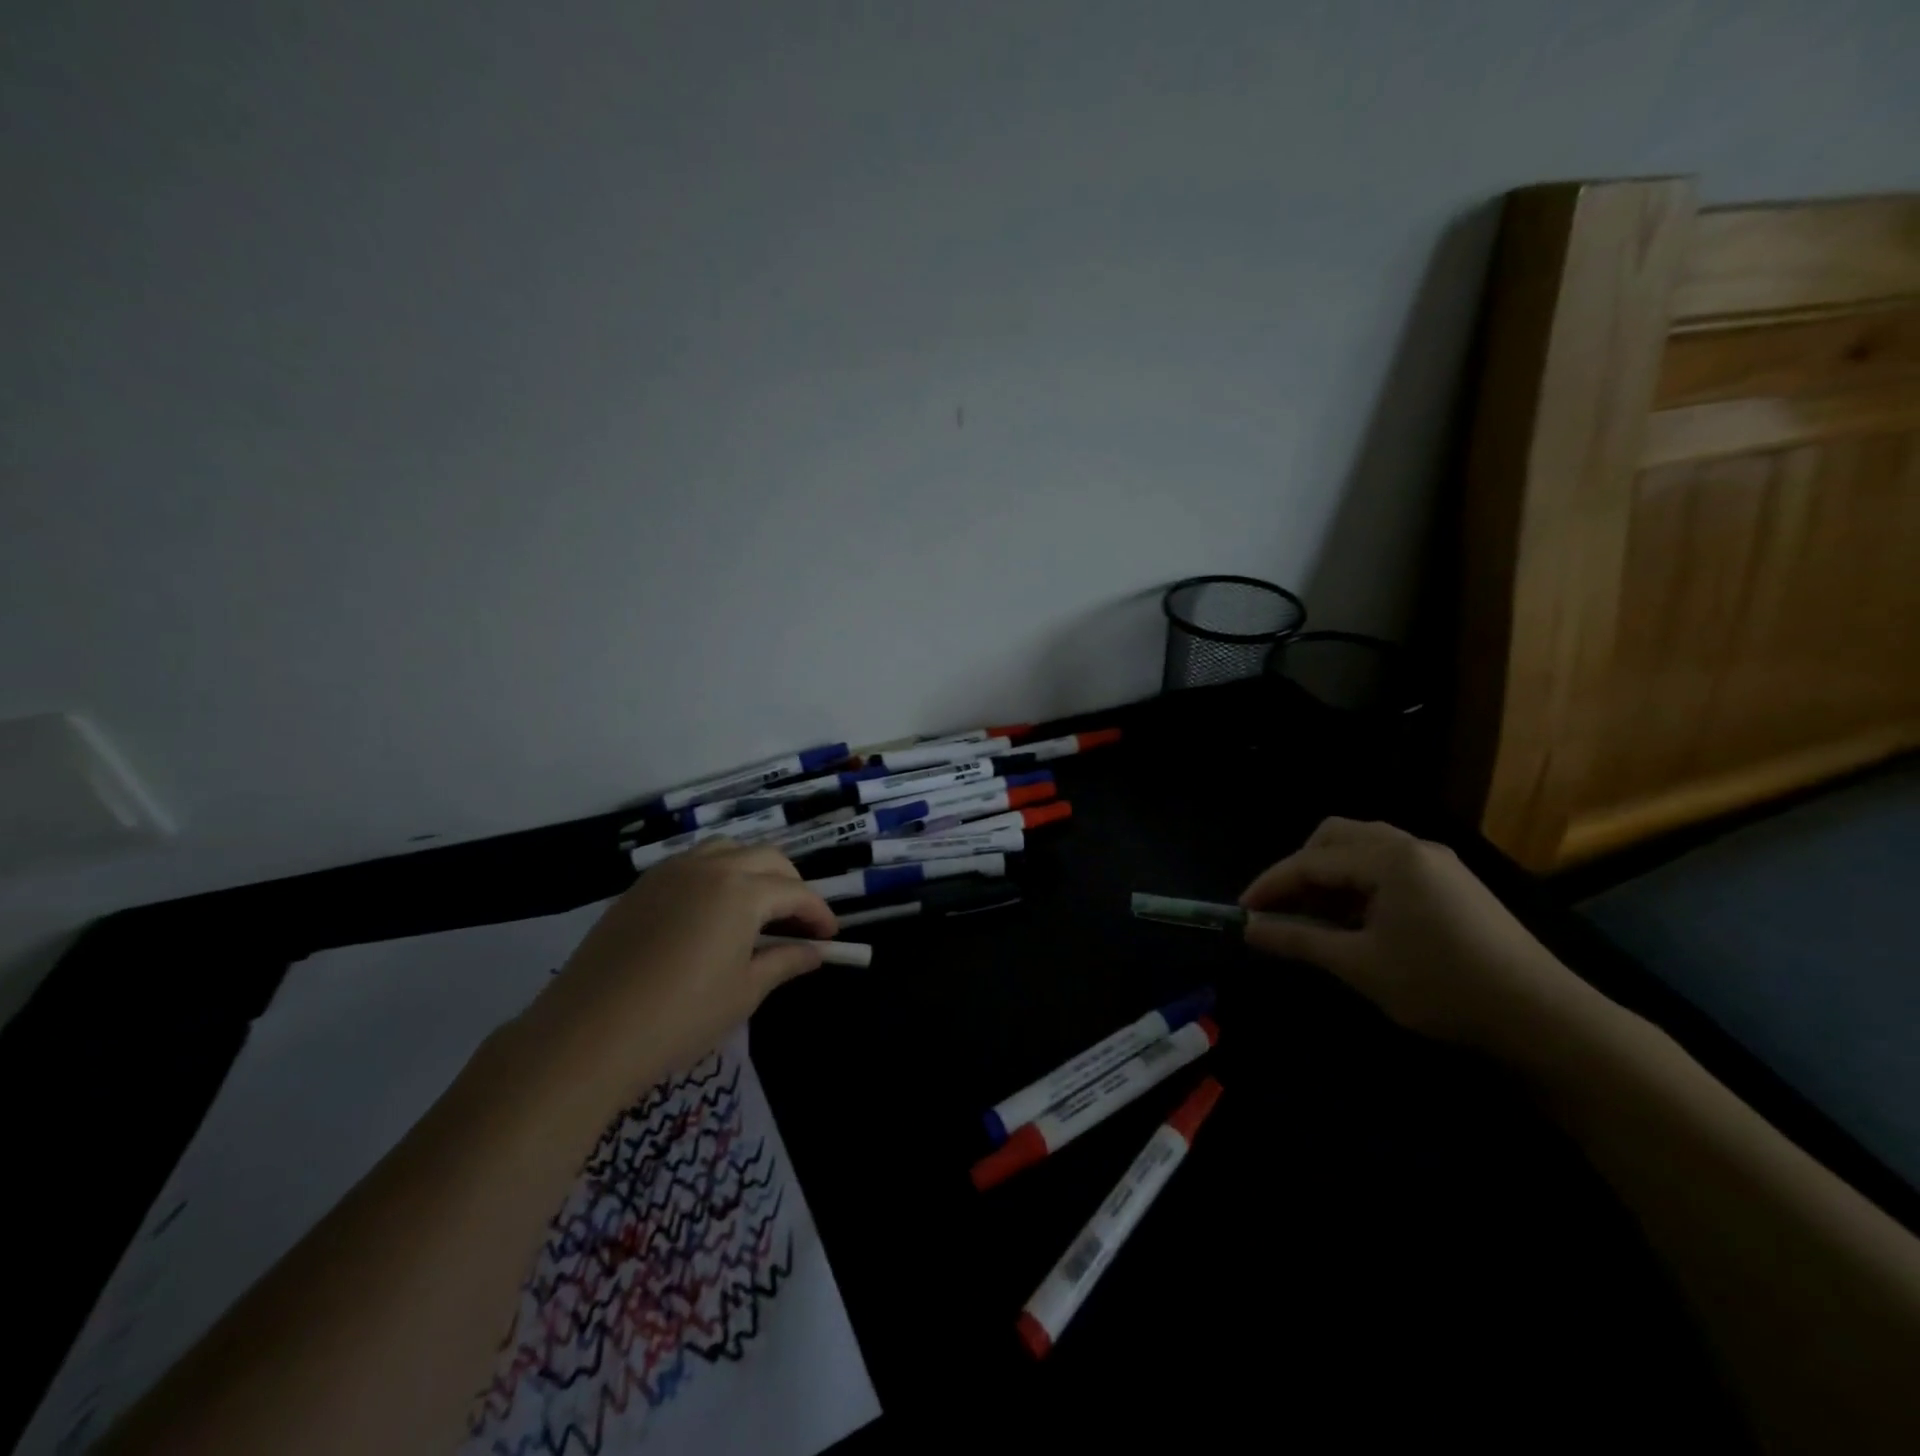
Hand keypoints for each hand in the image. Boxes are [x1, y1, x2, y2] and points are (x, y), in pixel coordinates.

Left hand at [511, 841, 835, 1107]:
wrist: (585, 1036)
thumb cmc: (679, 1018)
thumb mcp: (743, 993)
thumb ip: (785, 962)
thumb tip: (815, 953)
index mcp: (741, 891)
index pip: (796, 892)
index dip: (819, 913)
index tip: (831, 938)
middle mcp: (709, 867)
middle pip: (766, 858)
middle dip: (792, 885)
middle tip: (799, 921)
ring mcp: (670, 872)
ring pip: (727, 850)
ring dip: (753, 871)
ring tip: (758, 908)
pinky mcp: (641, 887)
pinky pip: (692, 863)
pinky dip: (717, 874)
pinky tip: (712, 911)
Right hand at [1239, 818, 1597, 1053]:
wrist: (1544, 1018)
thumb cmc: (1442, 986)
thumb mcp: (1360, 966)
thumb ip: (1298, 941)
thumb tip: (1248, 929)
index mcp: (1388, 859)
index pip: (1310, 861)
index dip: (1270, 885)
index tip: (1242, 911)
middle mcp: (1411, 846)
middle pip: (1335, 837)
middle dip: (1300, 869)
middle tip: (1283, 908)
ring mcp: (1436, 862)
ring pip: (1363, 847)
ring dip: (1330, 874)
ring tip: (1316, 916)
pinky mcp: (1452, 882)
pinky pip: (1388, 865)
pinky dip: (1359, 883)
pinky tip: (1358, 920)